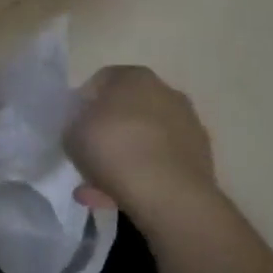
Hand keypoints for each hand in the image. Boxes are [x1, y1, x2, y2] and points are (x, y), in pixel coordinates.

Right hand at [65, 65, 215, 214]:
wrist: (168, 195)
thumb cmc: (112, 148)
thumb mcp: (71, 132)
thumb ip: (75, 124)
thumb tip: (85, 129)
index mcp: (134, 76)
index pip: (100, 82)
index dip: (83, 105)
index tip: (75, 127)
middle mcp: (165, 92)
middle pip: (126, 110)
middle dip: (107, 132)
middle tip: (89, 156)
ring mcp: (188, 125)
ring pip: (144, 139)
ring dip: (125, 157)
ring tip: (101, 187)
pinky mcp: (201, 158)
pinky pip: (161, 161)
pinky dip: (144, 174)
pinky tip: (123, 196)